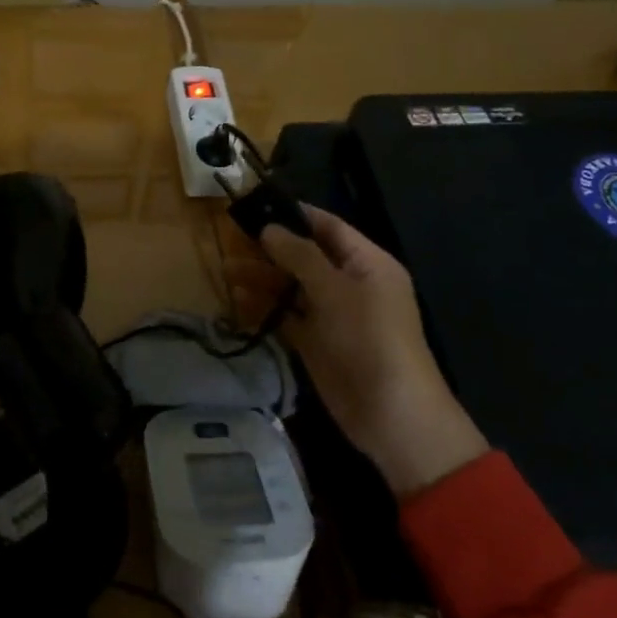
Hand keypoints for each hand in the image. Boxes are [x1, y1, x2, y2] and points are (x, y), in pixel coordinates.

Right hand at [230, 206, 487, 497]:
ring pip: (292, 287)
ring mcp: (332, 315)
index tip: (257, 204)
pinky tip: (237, 300)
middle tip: (231, 237)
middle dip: (271, 247)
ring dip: (262, 278)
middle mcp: (350, 284)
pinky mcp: (316, 343)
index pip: (328, 227)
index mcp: (367, 263)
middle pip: (306, 256)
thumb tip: (270, 229)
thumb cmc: (369, 338)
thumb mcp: (336, 289)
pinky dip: (264, 308)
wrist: (390, 414)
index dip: (294, 214)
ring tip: (225, 269)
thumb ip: (300, 256)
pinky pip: (287, 317)